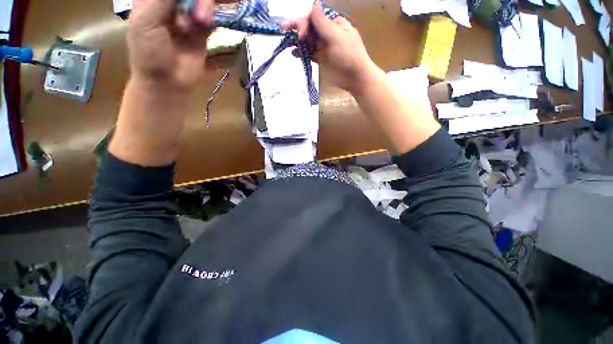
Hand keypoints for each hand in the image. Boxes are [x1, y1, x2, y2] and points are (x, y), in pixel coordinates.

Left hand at [128, 0, 214, 90]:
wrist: (168, 82)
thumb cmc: (149, 52)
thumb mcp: (147, 20)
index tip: (193, 0)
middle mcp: (171, 4)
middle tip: (201, 13)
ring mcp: (187, 17)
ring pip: (202, 2)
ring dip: (206, 7)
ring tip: (202, 21)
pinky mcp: (201, 31)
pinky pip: (210, 18)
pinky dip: (212, 18)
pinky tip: (208, 23)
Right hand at [284, 2, 376, 93]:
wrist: (355, 77)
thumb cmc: (349, 55)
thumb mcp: (336, 37)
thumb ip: (323, 23)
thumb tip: (314, 4)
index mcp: (333, 24)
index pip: (315, 17)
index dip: (305, 22)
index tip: (300, 34)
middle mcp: (327, 33)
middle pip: (310, 27)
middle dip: (298, 28)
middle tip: (286, 30)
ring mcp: (324, 46)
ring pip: (308, 40)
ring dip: (298, 40)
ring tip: (288, 43)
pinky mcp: (321, 59)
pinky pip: (310, 53)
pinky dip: (302, 53)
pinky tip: (294, 54)